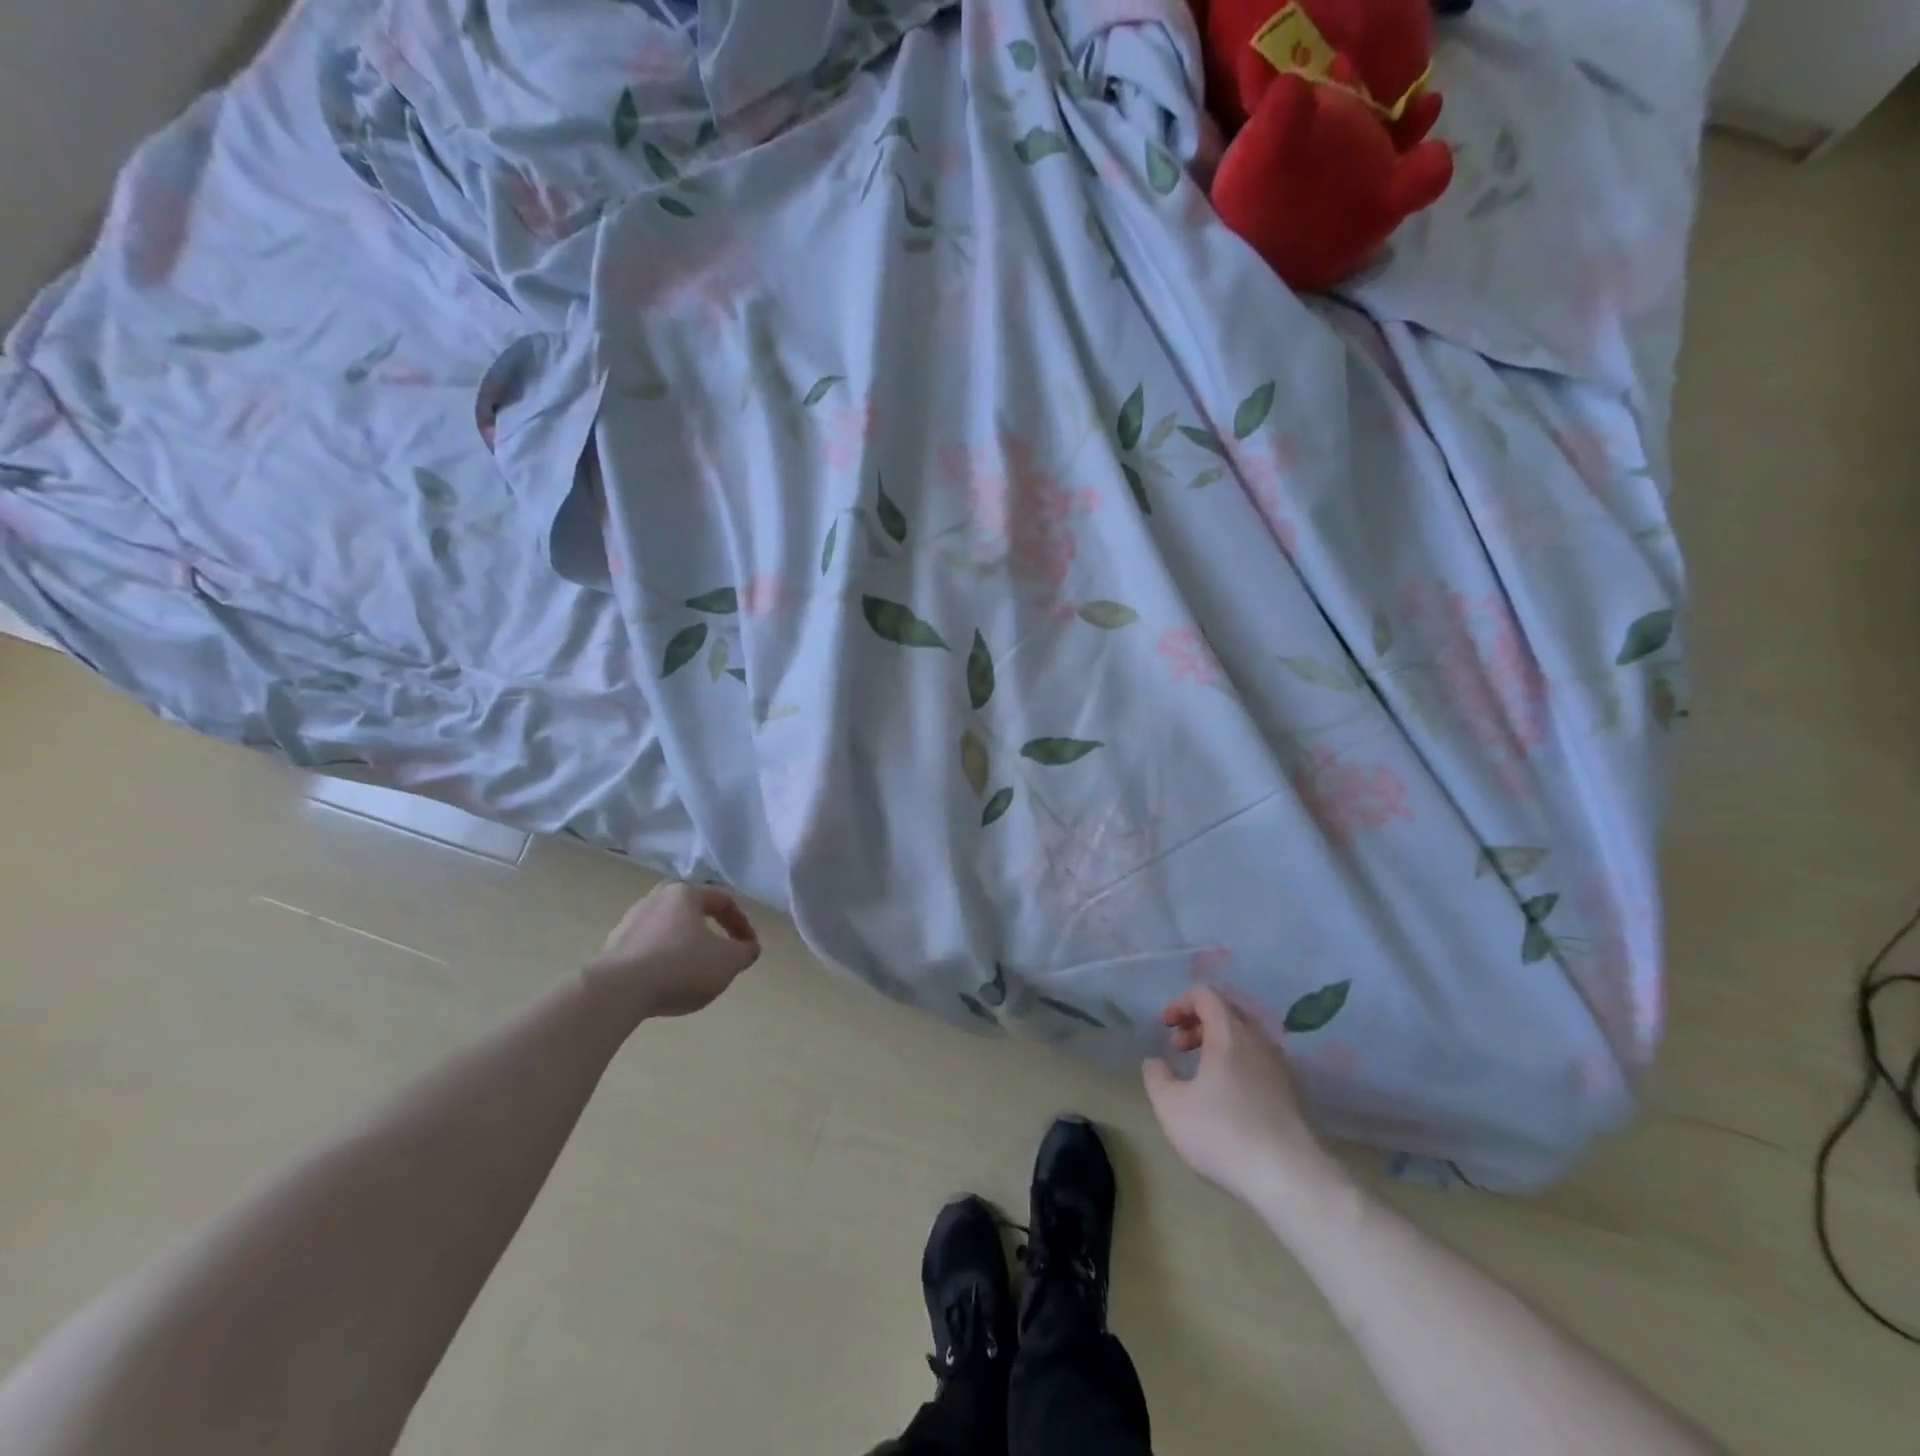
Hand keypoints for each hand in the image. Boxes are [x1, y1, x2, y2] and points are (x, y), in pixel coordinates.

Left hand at [585, 882, 760, 1020]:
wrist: (617, 990)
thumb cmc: (681, 966)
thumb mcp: (727, 962)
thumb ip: (744, 952)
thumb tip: (748, 948)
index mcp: (685, 894)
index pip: (723, 901)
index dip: (742, 924)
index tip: (749, 948)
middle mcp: (656, 899)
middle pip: (691, 910)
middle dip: (709, 929)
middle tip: (719, 950)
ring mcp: (630, 921)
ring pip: (668, 929)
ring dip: (685, 945)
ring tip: (693, 971)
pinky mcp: (612, 946)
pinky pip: (648, 948)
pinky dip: (663, 960)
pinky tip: (666, 982)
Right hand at [1142, 986, 1335, 1208]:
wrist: (1292, 1179)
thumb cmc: (1224, 1135)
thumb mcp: (1172, 1107)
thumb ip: (1156, 1078)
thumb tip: (1154, 1062)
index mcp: (1230, 1033)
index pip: (1206, 995)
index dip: (1181, 1003)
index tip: (1165, 1026)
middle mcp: (1258, 1041)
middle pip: (1228, 1011)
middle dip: (1198, 1021)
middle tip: (1179, 1046)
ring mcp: (1280, 1066)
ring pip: (1246, 1036)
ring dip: (1218, 1043)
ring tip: (1199, 1072)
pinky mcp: (1292, 1092)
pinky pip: (1259, 1059)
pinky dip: (1237, 1061)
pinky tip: (1226, 1095)